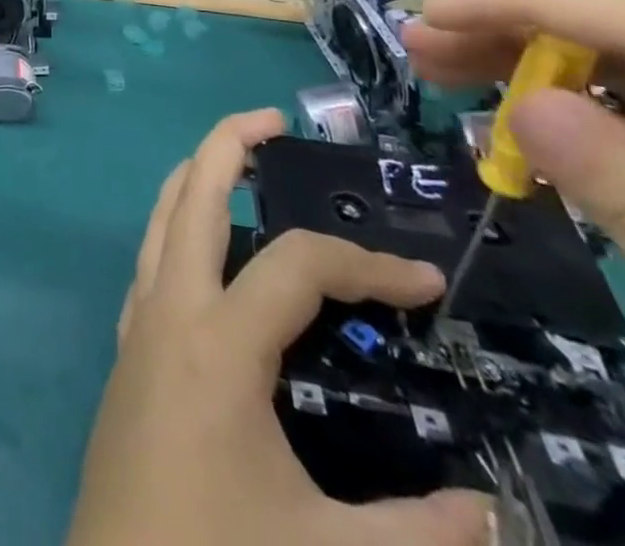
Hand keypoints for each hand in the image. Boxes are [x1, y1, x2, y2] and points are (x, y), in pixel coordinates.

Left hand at [67, 110, 490, 545]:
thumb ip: (422, 535)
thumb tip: (496, 515)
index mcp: (217, 340)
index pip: (298, 266)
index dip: (367, 265)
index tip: (428, 282)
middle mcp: (169, 308)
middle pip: (193, 194)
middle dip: (229, 144)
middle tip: (274, 120)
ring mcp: (139, 323)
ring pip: (161, 218)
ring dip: (197, 177)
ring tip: (240, 160)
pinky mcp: (128, 349)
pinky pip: (152, 259)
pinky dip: (179, 227)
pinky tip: (211, 251)